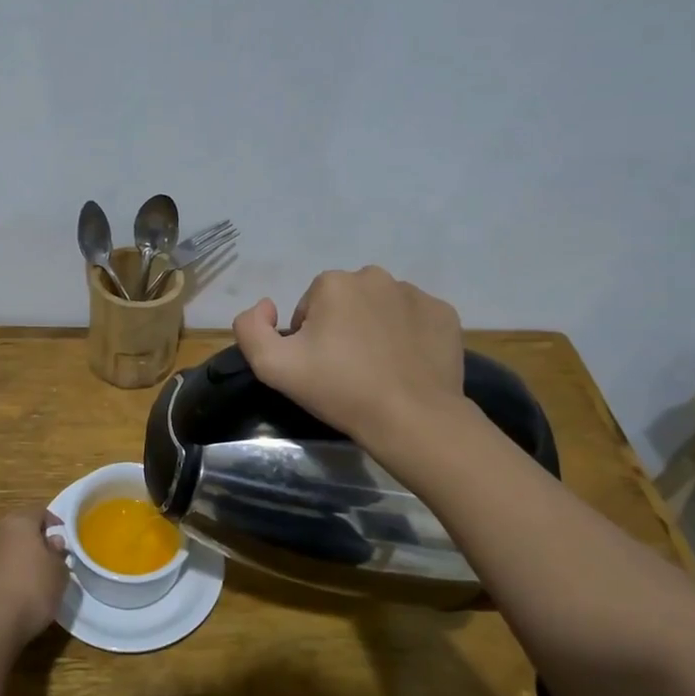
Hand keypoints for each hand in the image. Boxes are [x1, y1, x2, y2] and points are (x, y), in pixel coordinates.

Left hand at [0, 505, 68, 645]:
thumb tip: (53, 543)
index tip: (64, 536)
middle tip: (53, 555)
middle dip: (37, 539)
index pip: (39, 511)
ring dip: (23, 557)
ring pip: (10, 548)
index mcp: (20, 522)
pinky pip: (1, 567)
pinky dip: (12, 573)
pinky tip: (22, 591)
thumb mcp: (59, 571)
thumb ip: (59, 553)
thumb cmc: (33, 587)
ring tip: (40, 575)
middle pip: (21, 528)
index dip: (54, 521)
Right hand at [233, 266, 466, 444]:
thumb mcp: (272, 366)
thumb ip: (250, 328)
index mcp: (333, 283)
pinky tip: (406, 364)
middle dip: (342, 327)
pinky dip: (408, 335)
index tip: (320, 367)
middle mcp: (375, 276)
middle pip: (345, 302)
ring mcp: (415, 293)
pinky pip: (415, 319)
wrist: (411, 419)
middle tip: (347, 369)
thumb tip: (266, 306)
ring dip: (374, 328)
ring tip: (379, 368)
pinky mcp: (444, 313)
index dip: (309, 338)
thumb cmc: (339, 390)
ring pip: (381, 307)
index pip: (309, 307)